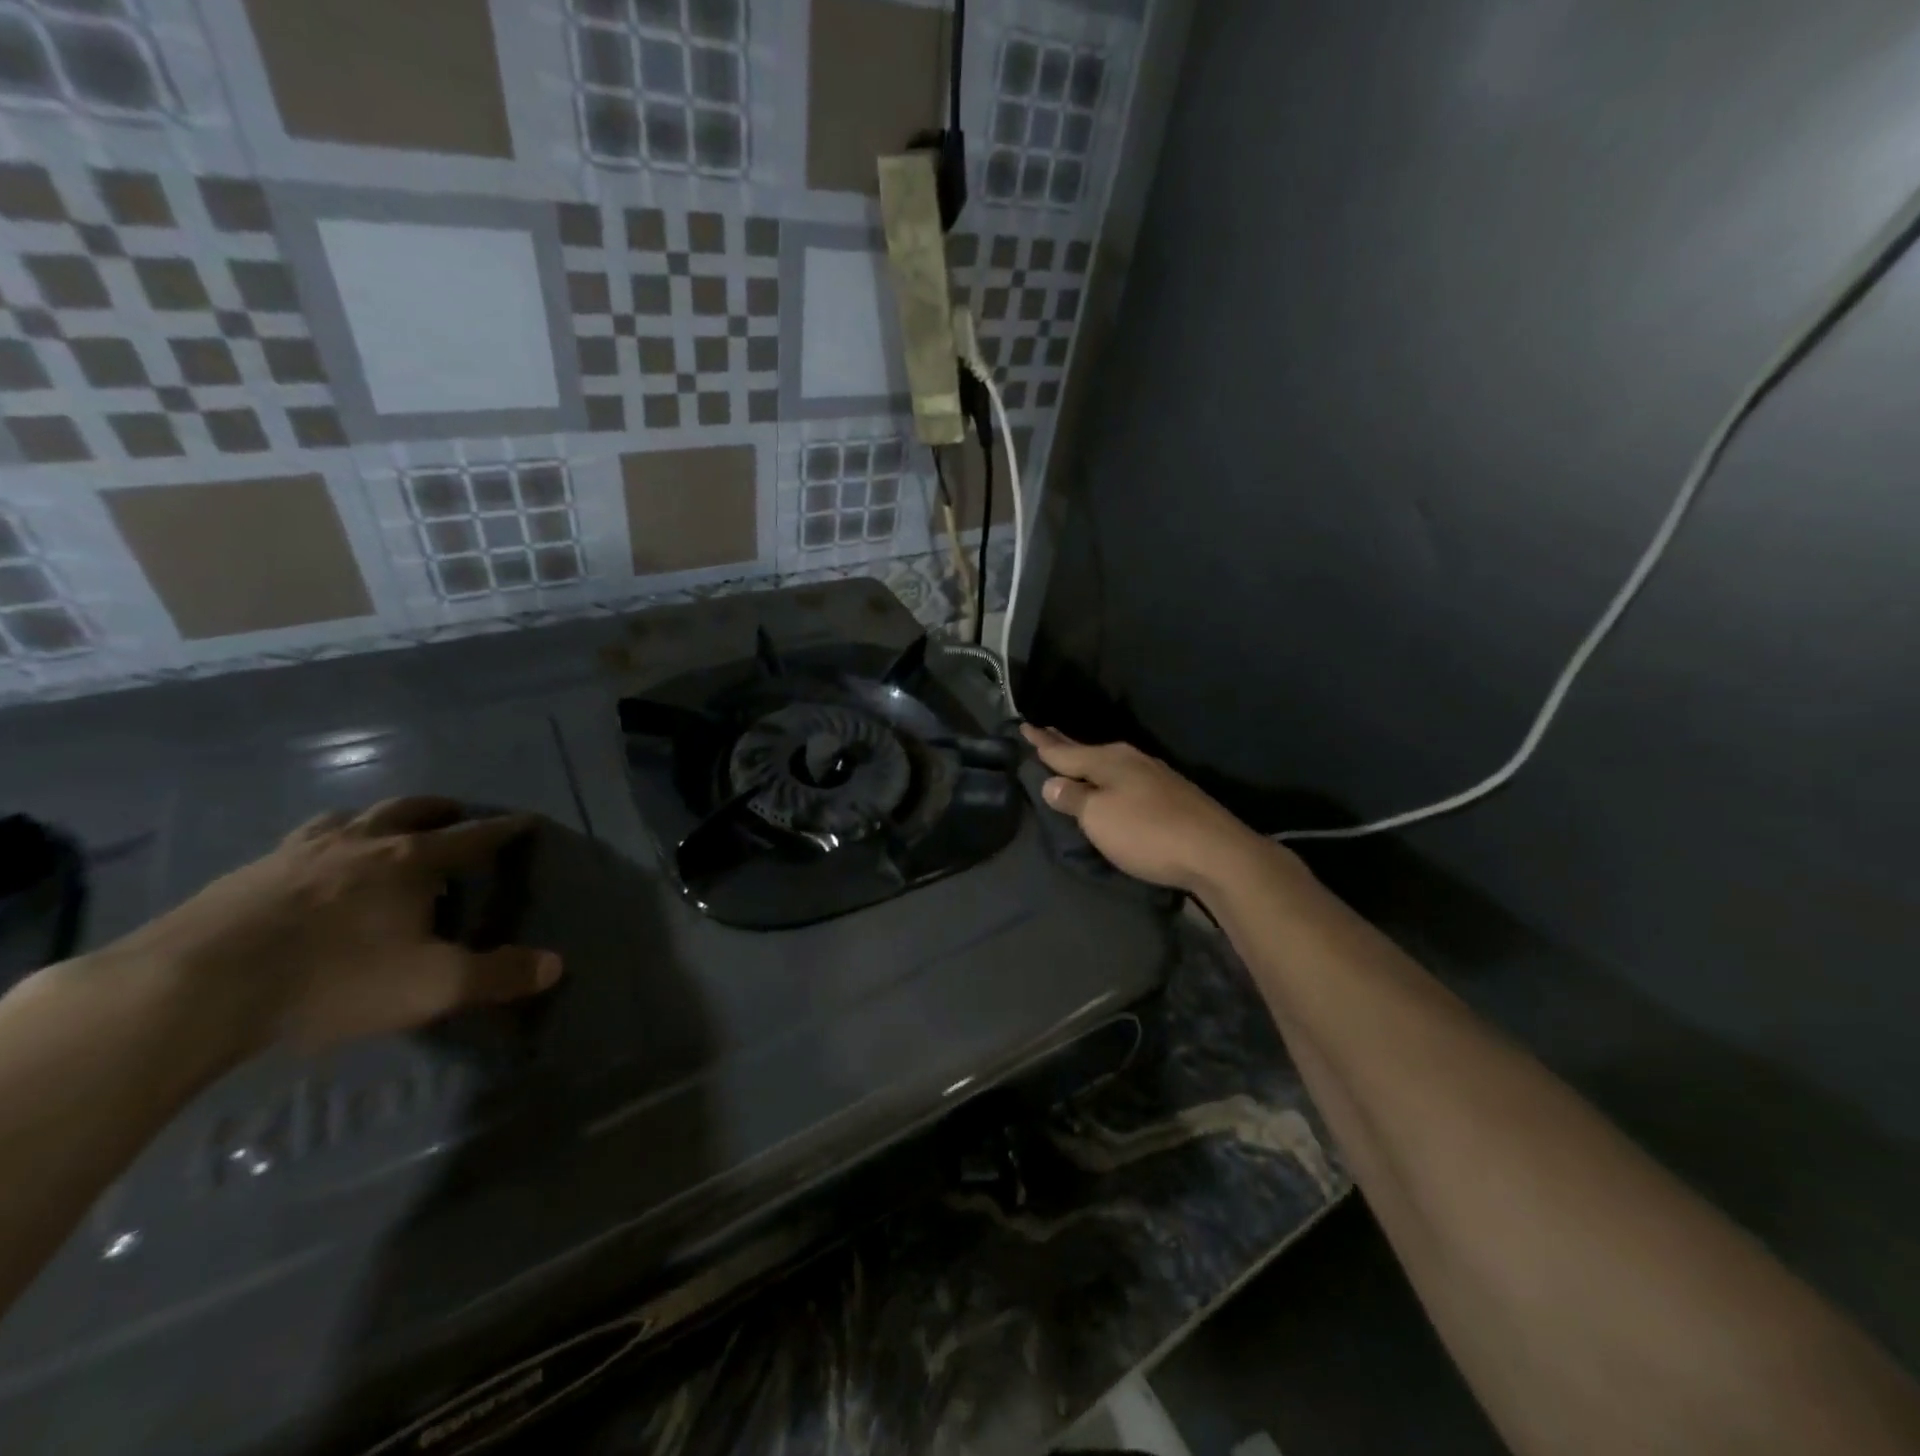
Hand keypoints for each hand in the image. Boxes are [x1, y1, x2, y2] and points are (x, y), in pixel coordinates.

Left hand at [117, 797, 561, 1061]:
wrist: (194, 987)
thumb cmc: (333, 979)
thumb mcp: (432, 986)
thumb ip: (498, 975)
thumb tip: (555, 964)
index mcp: (412, 861)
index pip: (474, 837)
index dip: (506, 829)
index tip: (527, 821)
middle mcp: (362, 843)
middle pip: (410, 810)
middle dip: (440, 809)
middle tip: (455, 814)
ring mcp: (299, 852)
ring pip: (349, 817)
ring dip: (376, 817)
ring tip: (382, 830)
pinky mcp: (246, 873)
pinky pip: (299, 842)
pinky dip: (322, 842)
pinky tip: (310, 866)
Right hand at [1021, 724, 1271, 892]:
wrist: (1215, 852)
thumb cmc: (1147, 832)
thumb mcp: (1099, 817)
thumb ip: (1073, 798)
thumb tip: (1051, 783)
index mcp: (1108, 761)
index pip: (1065, 751)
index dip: (1043, 743)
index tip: (1025, 726)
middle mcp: (1131, 760)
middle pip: (1088, 752)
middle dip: (1064, 745)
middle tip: (1044, 732)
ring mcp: (1154, 776)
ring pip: (1109, 763)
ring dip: (1088, 760)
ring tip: (1073, 756)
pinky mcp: (1171, 795)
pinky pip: (1126, 776)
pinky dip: (1109, 775)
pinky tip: (1112, 781)